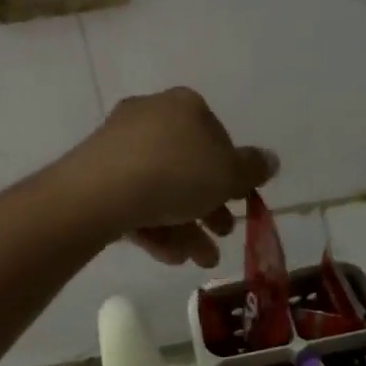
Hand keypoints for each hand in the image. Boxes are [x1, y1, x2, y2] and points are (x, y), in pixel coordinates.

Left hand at [61, 87, 276, 266]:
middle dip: (208, 208)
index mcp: (184, 106)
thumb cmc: (177, 173)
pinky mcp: (95, 175)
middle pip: (187, 166)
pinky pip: (133, 200)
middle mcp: (150, 116)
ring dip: (185, 227)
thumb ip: (253, 169)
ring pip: (161, 189)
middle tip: (221, 235)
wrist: (102, 192)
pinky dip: (155, 227)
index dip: (231, 173)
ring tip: (198, 260)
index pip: (217, 136)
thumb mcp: (229, 174)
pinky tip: (170, 257)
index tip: (237, 202)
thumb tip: (269, 160)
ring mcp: (118, 145)